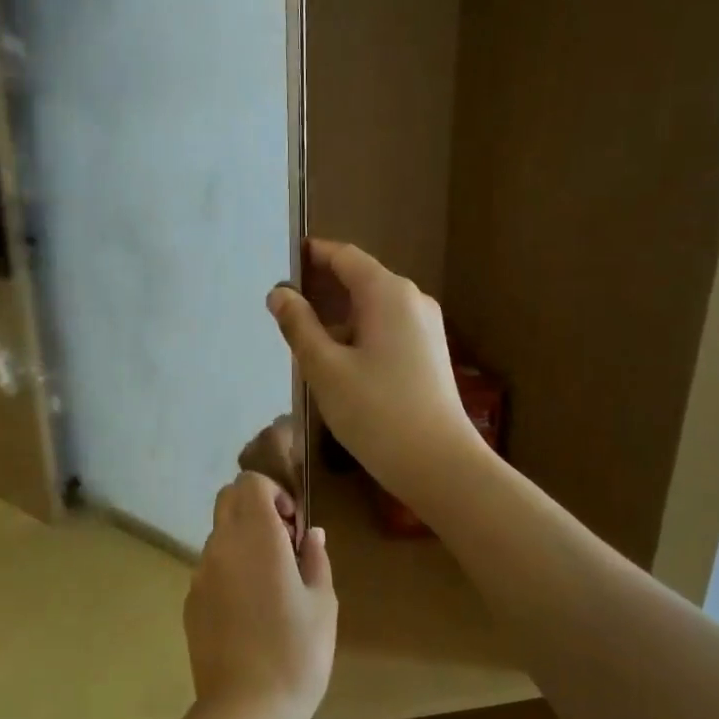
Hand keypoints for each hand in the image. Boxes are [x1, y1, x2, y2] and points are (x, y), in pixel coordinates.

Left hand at [183, 473, 335, 718]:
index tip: (293, 526)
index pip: (250, 482)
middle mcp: (221, 545)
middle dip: (255, 508)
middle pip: (228, 499)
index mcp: (256, 537)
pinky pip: (210, 568)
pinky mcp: (190, 601)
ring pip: (217, 535)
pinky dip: (228, 571)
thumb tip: (311, 534)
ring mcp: (200, 573)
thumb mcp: (322, 603)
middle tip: (283, 545)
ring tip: (269, 584)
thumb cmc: (296, 652)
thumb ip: (315, 559)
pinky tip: (248, 612)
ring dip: (242, 541)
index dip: (274, 493)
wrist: (246, 709)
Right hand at [266, 239, 480, 501]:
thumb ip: (298, 325)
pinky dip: (357, 334)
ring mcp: (424, 327)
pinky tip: (335, 361)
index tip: (280, 264)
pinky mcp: (428, 353)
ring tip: (301, 338)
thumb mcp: (325, 368)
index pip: (344, 256)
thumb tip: (279, 293)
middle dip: (320, 288)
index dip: (311, 256)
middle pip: (359, 279)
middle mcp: (411, 300)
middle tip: (282, 307)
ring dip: (337, 316)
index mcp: (388, 293)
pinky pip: (385, 328)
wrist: (438, 463)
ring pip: (371, 307)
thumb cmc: (376, 411)